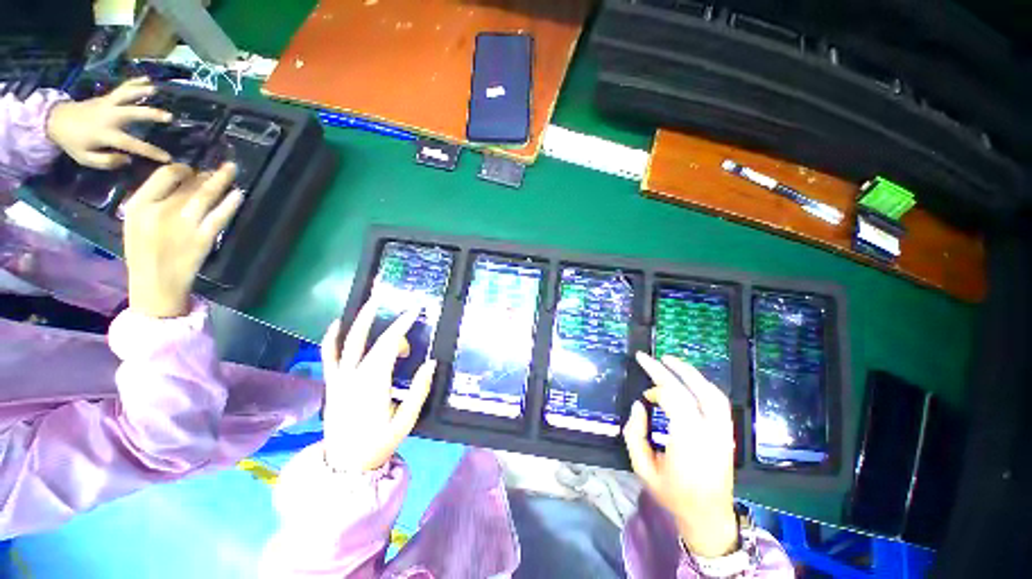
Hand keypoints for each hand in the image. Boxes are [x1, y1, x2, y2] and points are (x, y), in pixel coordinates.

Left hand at [46, 77, 172, 168]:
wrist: (56, 120)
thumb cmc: (74, 142)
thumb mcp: (85, 159)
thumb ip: (106, 161)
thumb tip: (127, 158)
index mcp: (105, 134)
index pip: (132, 144)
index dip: (151, 151)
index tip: (168, 158)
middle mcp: (109, 117)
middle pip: (132, 113)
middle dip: (150, 114)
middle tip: (169, 117)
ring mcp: (107, 104)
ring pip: (126, 95)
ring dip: (141, 91)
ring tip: (156, 90)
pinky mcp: (106, 97)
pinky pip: (122, 88)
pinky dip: (135, 82)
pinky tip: (147, 79)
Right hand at [123, 163, 241, 317]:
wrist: (155, 284)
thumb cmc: (143, 252)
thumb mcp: (135, 222)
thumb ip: (152, 200)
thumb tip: (180, 180)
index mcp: (139, 205)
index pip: (165, 175)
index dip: (183, 168)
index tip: (193, 168)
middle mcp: (161, 211)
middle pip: (189, 184)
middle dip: (207, 173)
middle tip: (221, 167)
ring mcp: (184, 225)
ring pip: (206, 195)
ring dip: (221, 180)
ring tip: (232, 170)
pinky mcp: (203, 238)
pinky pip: (220, 216)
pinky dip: (230, 203)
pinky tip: (238, 194)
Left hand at [320, 297, 436, 472]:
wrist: (344, 463)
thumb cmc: (379, 442)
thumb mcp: (406, 420)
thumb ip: (419, 390)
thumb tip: (431, 363)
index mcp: (374, 383)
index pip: (390, 345)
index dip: (403, 326)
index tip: (415, 312)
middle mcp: (355, 375)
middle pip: (373, 340)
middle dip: (390, 323)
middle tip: (402, 309)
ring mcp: (339, 378)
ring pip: (348, 342)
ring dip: (359, 320)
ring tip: (371, 303)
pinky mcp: (332, 383)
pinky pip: (329, 356)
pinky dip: (331, 338)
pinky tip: (336, 323)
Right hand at [623, 352, 738, 557]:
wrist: (708, 517)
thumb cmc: (672, 494)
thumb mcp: (642, 468)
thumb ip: (634, 433)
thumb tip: (639, 405)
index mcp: (688, 441)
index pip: (674, 400)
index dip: (656, 390)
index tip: (645, 395)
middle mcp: (709, 432)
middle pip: (690, 391)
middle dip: (667, 370)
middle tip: (647, 357)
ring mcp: (723, 432)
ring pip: (711, 392)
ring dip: (690, 373)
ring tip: (670, 361)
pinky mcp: (727, 434)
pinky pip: (718, 402)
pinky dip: (702, 386)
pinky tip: (690, 380)